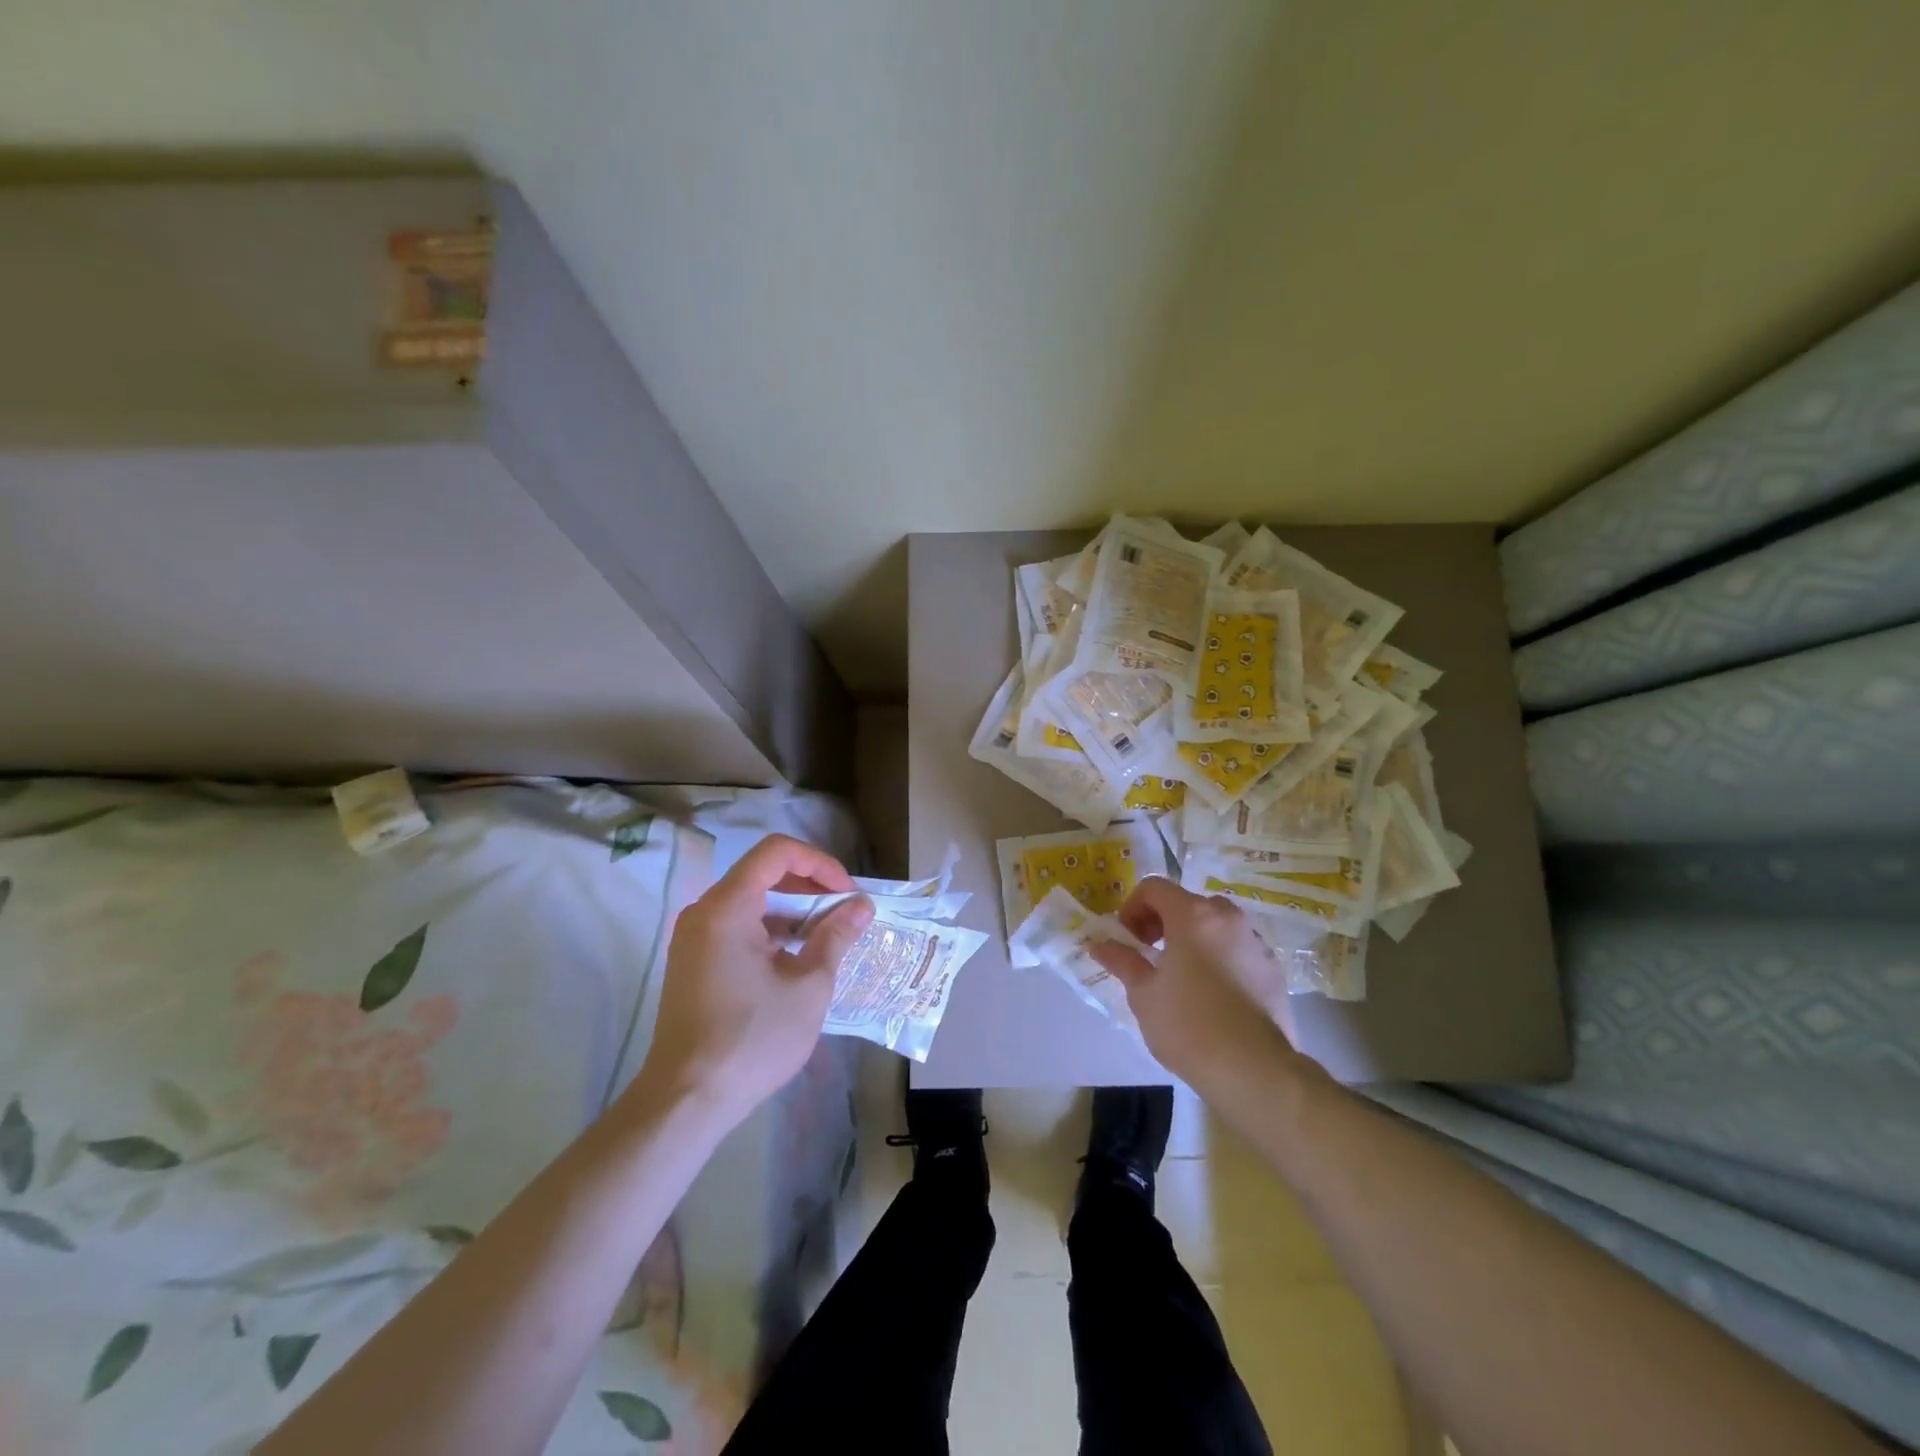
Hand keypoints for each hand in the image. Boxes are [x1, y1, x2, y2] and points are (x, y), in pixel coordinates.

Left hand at [635, 834, 872, 1125]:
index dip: (819, 863)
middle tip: (844, 913)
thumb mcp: (808, 986)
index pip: (776, 852)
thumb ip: (836, 936)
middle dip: (809, 886)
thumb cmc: (752, 1039)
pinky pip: (736, 926)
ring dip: (792, 910)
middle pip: (762, 872)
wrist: (687, 1100)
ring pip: (750, 900)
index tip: (846, 893)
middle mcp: (704, 911)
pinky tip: (796, 958)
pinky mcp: (693, 962)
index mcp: (727, 907)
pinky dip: (770, 930)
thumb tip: (861, 905)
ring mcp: (694, 937)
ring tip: (828, 937)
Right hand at [1088, 876, 1301, 1095]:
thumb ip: (1122, 960)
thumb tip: (1100, 944)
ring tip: (1181, 977)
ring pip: (1215, 926)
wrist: (1254, 1070)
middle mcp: (1228, 918)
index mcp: (1193, 915)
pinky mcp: (1273, 969)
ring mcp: (1255, 942)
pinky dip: (1218, 957)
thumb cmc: (1188, 1026)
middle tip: (1149, 954)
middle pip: (1187, 903)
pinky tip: (1211, 996)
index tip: (1127, 939)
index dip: (1132, 907)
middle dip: (1162, 922)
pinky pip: (1237, 949)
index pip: (1154, 888)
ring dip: (1192, 938)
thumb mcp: (1143, 993)